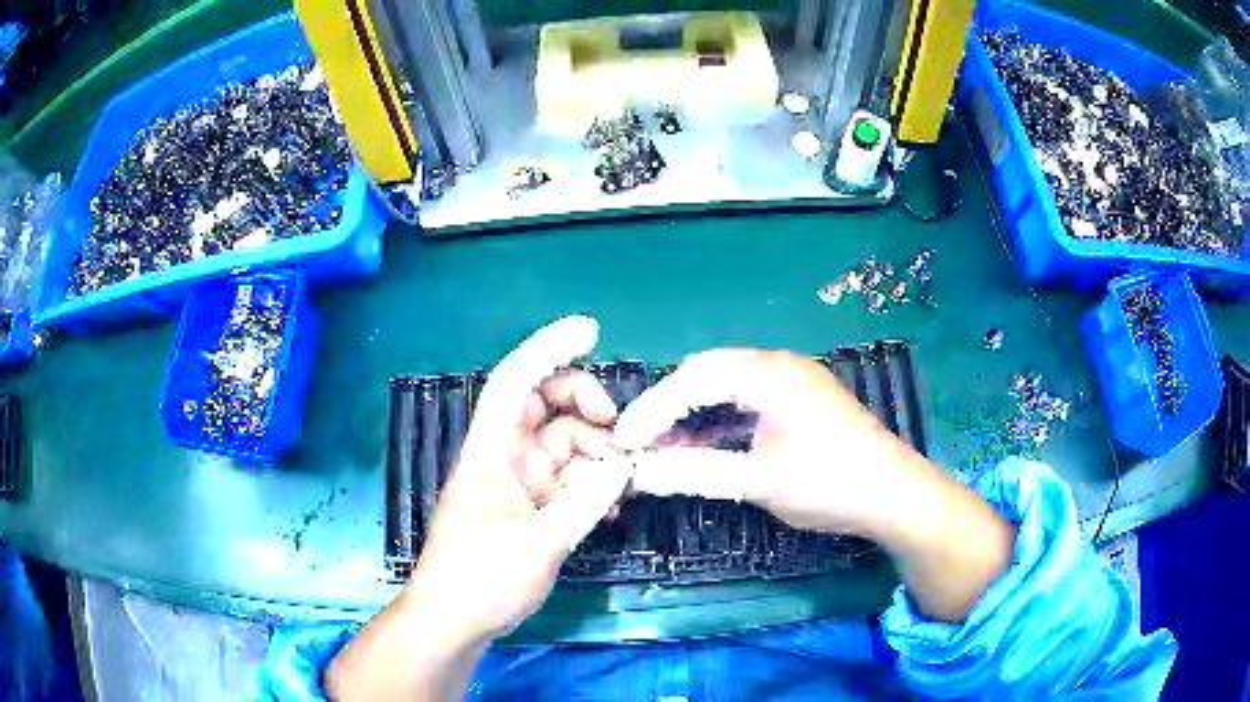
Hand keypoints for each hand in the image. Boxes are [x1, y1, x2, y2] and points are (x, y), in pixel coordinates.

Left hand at [405, 316, 631, 643]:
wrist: (454, 621)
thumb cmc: (482, 580)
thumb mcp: (540, 543)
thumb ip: (585, 502)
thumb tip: (622, 467)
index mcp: (491, 451)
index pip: (516, 381)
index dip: (549, 348)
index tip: (589, 330)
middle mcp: (503, 457)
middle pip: (546, 406)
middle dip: (587, 408)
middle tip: (622, 431)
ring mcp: (516, 482)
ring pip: (563, 446)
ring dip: (597, 455)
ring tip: (626, 483)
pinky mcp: (527, 506)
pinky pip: (565, 480)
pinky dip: (589, 484)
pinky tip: (612, 506)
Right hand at [614, 349, 923, 535]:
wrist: (896, 496)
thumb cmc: (828, 483)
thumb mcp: (758, 480)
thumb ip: (695, 471)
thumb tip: (640, 473)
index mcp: (769, 373)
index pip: (693, 379)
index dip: (652, 409)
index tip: (623, 441)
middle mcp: (779, 366)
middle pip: (708, 372)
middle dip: (670, 404)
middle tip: (641, 439)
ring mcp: (795, 383)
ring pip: (729, 387)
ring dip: (695, 414)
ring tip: (664, 447)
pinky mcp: (803, 404)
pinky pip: (750, 402)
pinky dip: (723, 422)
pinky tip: (706, 446)